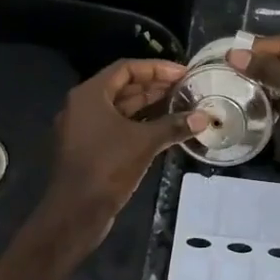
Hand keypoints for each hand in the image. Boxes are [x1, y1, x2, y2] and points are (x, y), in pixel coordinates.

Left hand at [39, 58, 207, 245]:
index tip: (183, 73)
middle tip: (185, 89)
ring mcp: (83, 129)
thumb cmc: (107, 167)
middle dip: (154, 87)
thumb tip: (203, 117)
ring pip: (119, 110)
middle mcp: (83, 106)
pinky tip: (163, 131)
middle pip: (122, 87)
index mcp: (90, 95)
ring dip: (148, 107)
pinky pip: (115, 128)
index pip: (126, 69)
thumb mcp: (144, 143)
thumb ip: (173, 126)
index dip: (156, 68)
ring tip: (179, 107)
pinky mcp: (88, 149)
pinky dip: (138, 126)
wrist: (76, 211)